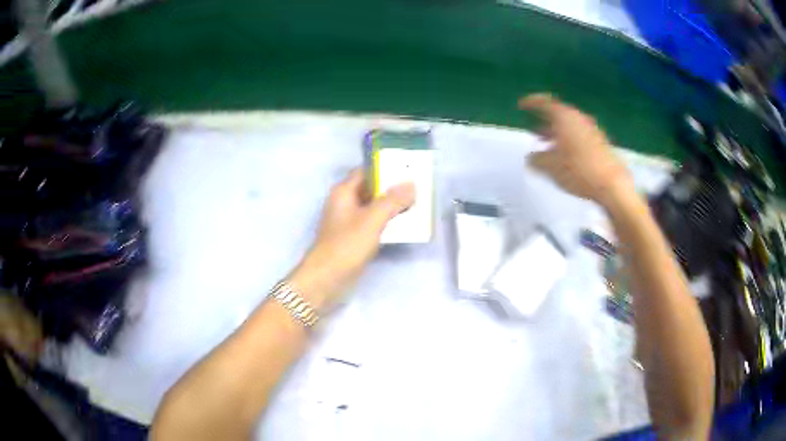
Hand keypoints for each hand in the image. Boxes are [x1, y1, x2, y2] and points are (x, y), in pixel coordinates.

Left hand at [288, 169, 414, 310]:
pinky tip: (404, 224)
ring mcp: (349, 221)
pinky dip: (387, 221)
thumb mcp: (372, 219)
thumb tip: (410, 184)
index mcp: (343, 192)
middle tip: (417, 186)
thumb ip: (392, 200)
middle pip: (371, 188)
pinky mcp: (354, 237)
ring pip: (373, 207)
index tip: (407, 168)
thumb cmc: (346, 245)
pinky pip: (373, 223)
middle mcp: (345, 203)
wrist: (327, 279)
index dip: (385, 168)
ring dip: (392, 205)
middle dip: (392, 188)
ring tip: (416, 203)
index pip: (366, 171)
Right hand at [519, 93, 633, 208]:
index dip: (532, 103)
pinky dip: (569, 143)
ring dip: (557, 135)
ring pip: (570, 128)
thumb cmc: (578, 170)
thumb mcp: (551, 166)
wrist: (612, 185)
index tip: (521, 106)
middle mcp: (579, 119)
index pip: (545, 103)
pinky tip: (565, 158)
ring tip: (547, 148)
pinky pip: (579, 137)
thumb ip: (537, 159)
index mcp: (565, 117)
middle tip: (534, 133)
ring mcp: (592, 131)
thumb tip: (531, 158)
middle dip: (545, 124)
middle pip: (559, 116)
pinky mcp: (601, 144)